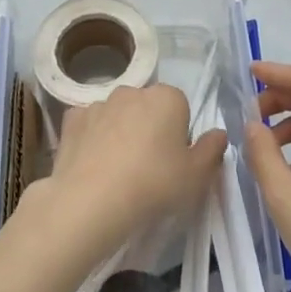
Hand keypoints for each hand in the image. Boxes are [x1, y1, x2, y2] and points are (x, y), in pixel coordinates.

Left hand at [27, 85, 224, 264]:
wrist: (91, 200)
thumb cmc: (153, 184)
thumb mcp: (197, 175)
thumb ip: (212, 150)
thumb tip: (218, 133)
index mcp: (167, 97)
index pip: (181, 108)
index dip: (179, 135)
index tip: (174, 162)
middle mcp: (133, 91)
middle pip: (148, 108)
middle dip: (149, 129)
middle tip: (148, 167)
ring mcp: (99, 103)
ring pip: (118, 115)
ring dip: (120, 132)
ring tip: (118, 171)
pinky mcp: (72, 119)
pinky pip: (89, 125)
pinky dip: (92, 138)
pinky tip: (93, 164)